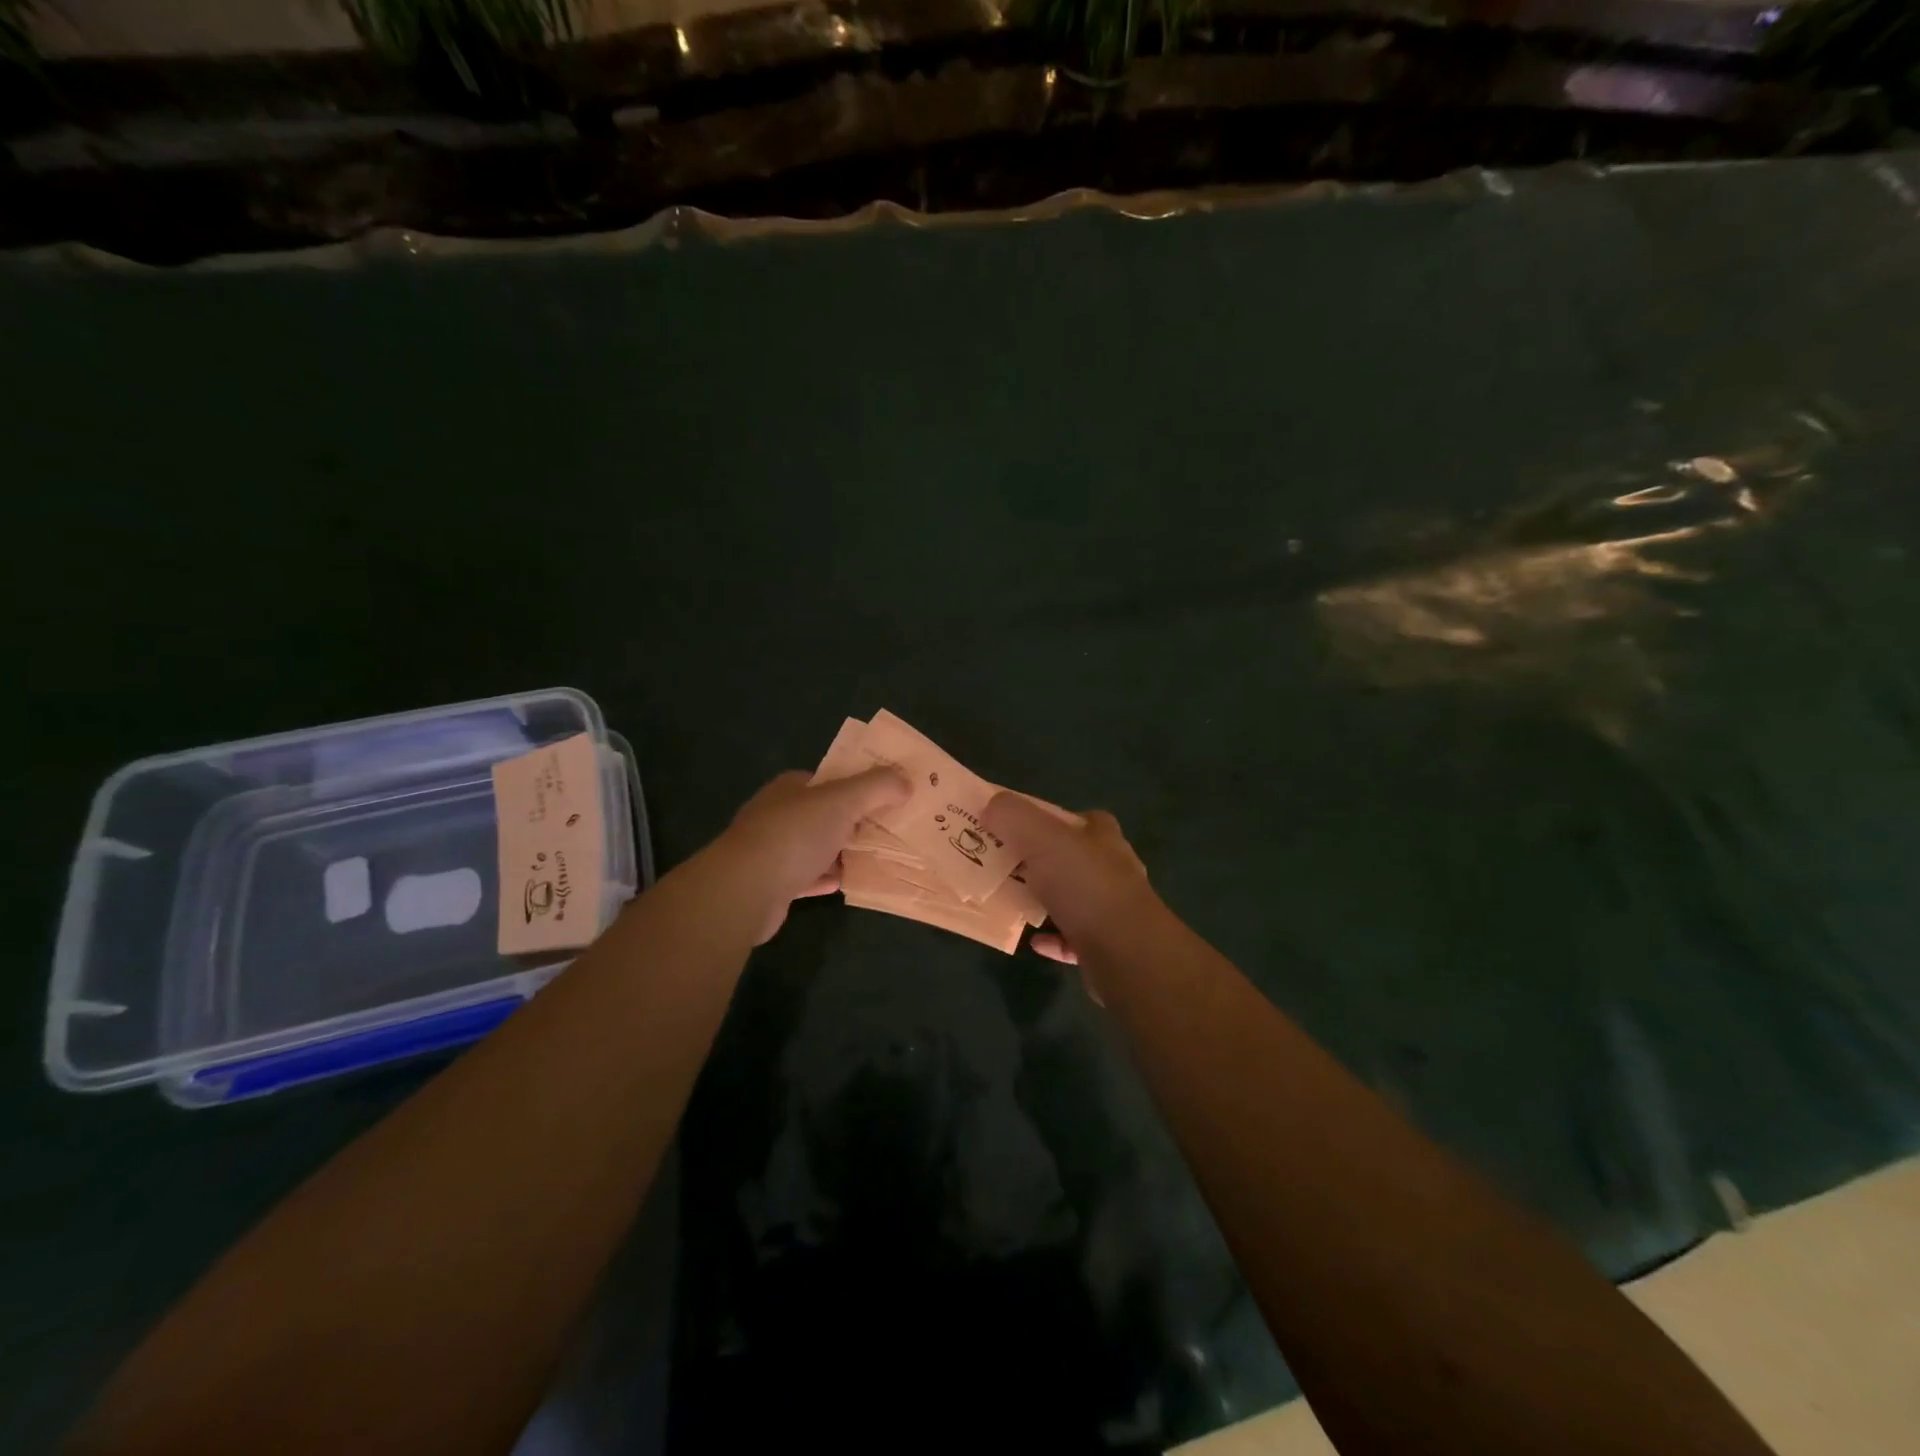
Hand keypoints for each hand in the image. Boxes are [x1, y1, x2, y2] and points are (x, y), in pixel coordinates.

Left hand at [714, 767, 911, 942]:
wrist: (746, 890)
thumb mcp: (843, 800)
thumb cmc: (795, 835)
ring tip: (877, 857)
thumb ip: (877, 787)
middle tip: (890, 829)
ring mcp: (772, 850)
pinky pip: (807, 877)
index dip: (857, 785)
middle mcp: (778, 814)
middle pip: (824, 814)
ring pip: (816, 847)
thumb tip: (906, 780)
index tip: (887, 796)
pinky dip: (827, 878)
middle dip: (854, 821)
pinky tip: (846, 883)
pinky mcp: (772, 884)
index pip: (828, 779)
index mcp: (791, 788)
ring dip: (842, 852)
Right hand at [982, 794, 1153, 970]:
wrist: (1127, 953)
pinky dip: (1052, 937)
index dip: (1050, 820)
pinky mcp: (1107, 946)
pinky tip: (1033, 940)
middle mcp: (1113, 869)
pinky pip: (1073, 938)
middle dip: (1040, 861)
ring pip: (1072, 898)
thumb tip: (991, 806)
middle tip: (1003, 865)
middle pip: (1072, 858)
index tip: (1018, 829)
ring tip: (1011, 901)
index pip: (1079, 819)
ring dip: (1045, 900)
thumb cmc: (1085, 886)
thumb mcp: (1041, 838)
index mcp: (1103, 838)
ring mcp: (1112, 909)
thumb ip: (1013, 816)